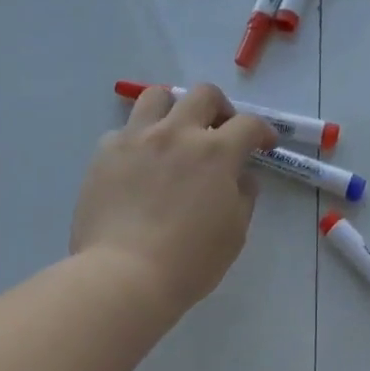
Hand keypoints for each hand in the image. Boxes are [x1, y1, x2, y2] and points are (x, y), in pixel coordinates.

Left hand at [70, 85, 278, 319]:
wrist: (123, 276)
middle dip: (220, 108)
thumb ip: (243, 196)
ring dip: (174, 109)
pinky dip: (139, 139)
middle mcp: (177, 133)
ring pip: (157, 96)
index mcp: (216, 152)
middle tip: (220, 131)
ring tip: (175, 133)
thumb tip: (240, 177)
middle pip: (203, 94)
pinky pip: (124, 130)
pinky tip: (141, 164)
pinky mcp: (105, 154)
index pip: (248, 124)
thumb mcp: (235, 232)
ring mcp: (137, 139)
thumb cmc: (190, 261)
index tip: (264, 144)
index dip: (262, 131)